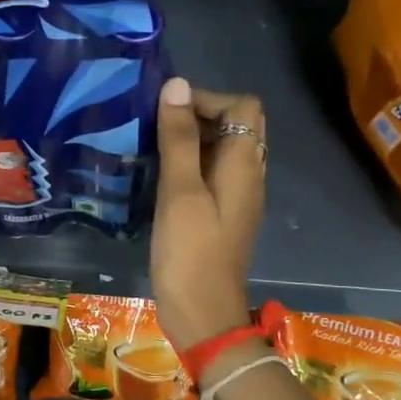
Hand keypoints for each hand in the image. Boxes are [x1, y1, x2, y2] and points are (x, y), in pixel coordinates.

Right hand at [149, 77, 265, 352]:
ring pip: (223, 149)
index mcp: (244, 166)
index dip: (207, 99)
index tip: (166, 113)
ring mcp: (237, 196)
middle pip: (237, 125)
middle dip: (198, 115)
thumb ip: (179, 138)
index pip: (243, 106)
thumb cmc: (190, 253)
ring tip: (152, 145)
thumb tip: (177, 85)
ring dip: (192, 139)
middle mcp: (248, 175)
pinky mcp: (222, 213)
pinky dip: (190, 163)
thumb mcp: (180, 192)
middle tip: (157, 127)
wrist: (202, 314)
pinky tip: (160, 175)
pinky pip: (213, 172)